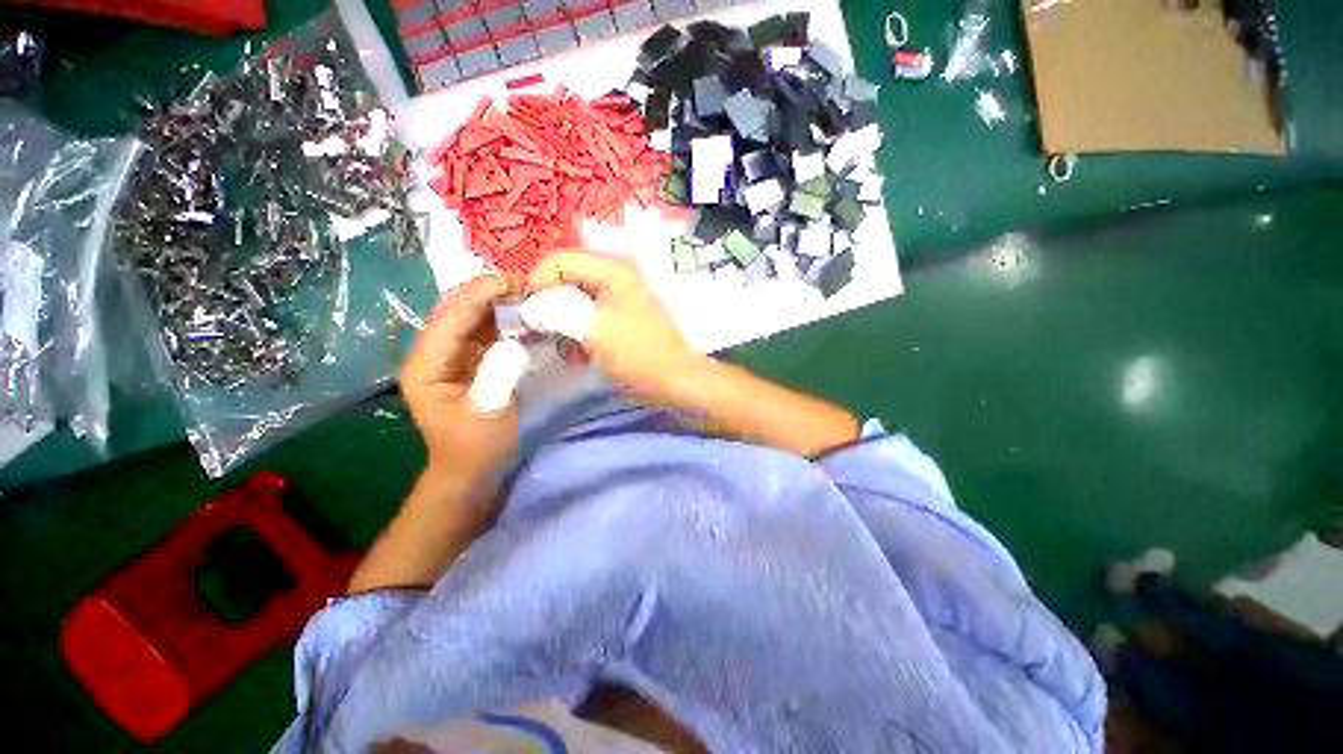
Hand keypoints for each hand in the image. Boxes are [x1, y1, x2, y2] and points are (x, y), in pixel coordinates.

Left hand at [399, 275, 518, 489]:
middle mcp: (432, 353)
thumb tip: (518, 339)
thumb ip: (501, 374)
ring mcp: (449, 354)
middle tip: (530, 284)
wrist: (469, 470)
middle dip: (490, 290)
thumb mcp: (491, 415)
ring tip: (531, 292)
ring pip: (470, 314)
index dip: (481, 294)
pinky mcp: (467, 359)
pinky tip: (525, 313)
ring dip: (498, 300)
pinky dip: (504, 317)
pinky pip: (484, 328)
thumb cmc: (478, 449)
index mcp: (426, 367)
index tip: (518, 282)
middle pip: (456, 308)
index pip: (450, 318)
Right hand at [528, 251, 708, 405]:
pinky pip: (590, 316)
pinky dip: (578, 333)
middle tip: (538, 332)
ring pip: (576, 300)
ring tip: (560, 349)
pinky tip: (577, 355)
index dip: (536, 283)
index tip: (525, 314)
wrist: (676, 381)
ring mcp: (621, 297)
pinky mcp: (623, 317)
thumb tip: (530, 307)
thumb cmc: (638, 354)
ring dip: (563, 323)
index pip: (559, 260)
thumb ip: (556, 311)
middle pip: (567, 279)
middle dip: (549, 305)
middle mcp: (618, 275)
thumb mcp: (593, 330)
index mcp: (614, 269)